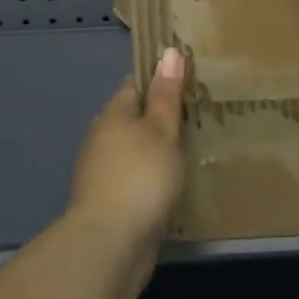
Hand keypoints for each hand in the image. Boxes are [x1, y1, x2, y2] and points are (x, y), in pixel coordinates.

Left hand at [68, 48, 186, 254]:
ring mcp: (103, 174)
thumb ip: (166, 95)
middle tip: (196, 115)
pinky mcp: (110, 204)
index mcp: (113, 115)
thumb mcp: (161, 130)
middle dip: (159, 117)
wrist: (109, 246)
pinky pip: (135, 179)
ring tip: (190, 149)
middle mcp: (102, 140)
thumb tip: (168, 51)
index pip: (135, 85)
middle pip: (133, 119)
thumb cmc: (140, 176)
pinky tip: (172, 184)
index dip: (158, 80)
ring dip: (155, 150)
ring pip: (134, 151)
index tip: (186, 81)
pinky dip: (151, 178)